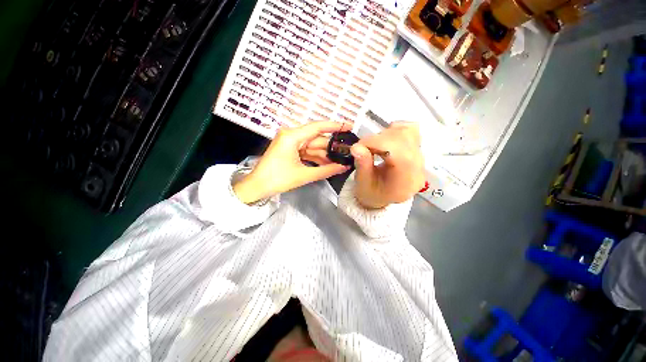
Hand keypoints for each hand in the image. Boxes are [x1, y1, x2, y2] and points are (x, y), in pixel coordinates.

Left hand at [234, 122, 351, 203]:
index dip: (335, 126)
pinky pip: (306, 151)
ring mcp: (290, 142)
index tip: (349, 126)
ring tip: (340, 161)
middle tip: (347, 153)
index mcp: (292, 136)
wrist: (257, 186)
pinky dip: (316, 157)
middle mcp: (291, 135)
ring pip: (312, 146)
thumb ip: (326, 170)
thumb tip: (344, 167)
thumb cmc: (278, 179)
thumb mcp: (304, 175)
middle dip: (331, 147)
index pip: (317, 127)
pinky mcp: (289, 149)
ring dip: (324, 154)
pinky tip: (328, 163)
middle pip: (316, 139)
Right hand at [350, 122, 424, 208]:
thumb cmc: (371, 193)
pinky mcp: (418, 150)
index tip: (359, 146)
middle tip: (365, 148)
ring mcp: (420, 158)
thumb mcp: (363, 184)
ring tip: (375, 146)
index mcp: (406, 181)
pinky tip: (386, 141)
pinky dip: (395, 131)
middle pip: (404, 139)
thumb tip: (356, 147)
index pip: (399, 153)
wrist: (382, 196)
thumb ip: (362, 165)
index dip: (376, 143)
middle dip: (379, 139)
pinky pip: (411, 130)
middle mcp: (418, 168)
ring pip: (408, 131)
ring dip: (387, 134)